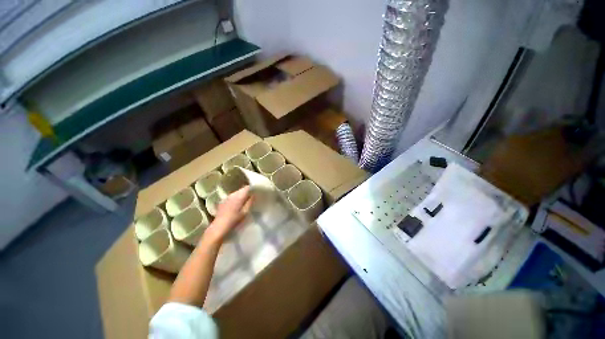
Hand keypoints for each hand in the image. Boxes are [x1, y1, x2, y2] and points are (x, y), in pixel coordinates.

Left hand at [201, 186, 251, 245]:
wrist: (219, 227)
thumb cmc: (234, 220)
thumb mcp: (245, 212)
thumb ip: (250, 202)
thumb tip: (254, 194)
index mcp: (239, 196)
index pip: (247, 187)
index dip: (253, 188)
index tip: (257, 192)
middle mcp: (232, 194)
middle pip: (242, 189)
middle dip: (247, 192)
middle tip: (253, 197)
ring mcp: (226, 198)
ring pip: (237, 193)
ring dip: (241, 195)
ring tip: (245, 201)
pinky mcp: (223, 201)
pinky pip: (232, 197)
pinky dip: (236, 198)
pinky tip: (237, 205)